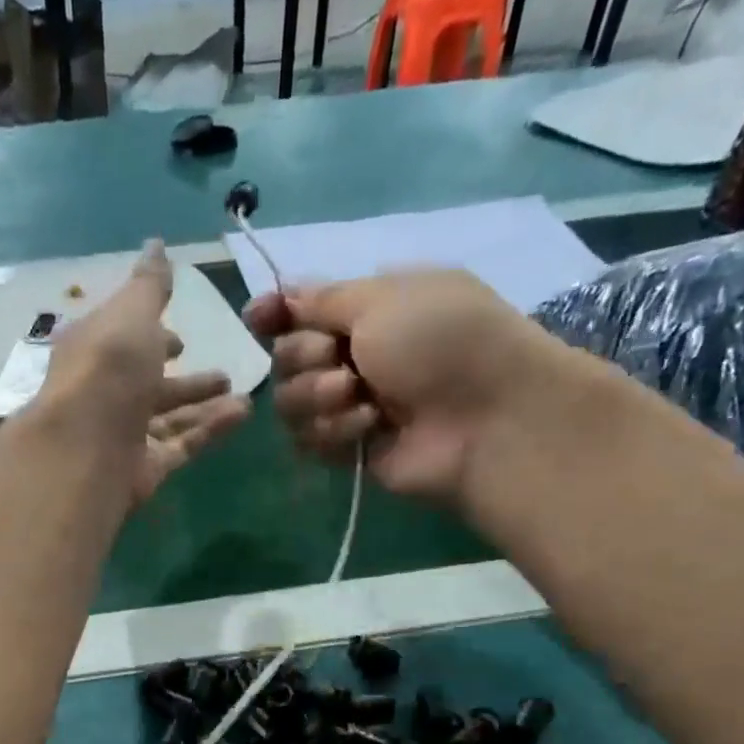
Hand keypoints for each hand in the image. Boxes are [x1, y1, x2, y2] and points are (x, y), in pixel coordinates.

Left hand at [33, 242, 249, 502]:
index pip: (123, 341)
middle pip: (149, 385)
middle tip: (222, 372)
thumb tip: (156, 244)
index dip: (150, 336)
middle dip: (184, 379)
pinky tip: (242, 414)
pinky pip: (182, 445)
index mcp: (94, 351)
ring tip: (243, 395)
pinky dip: (210, 429)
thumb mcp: (132, 313)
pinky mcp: (144, 467)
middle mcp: (106, 394)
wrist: (89, 447)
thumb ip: (150, 286)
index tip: (179, 338)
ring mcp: (124, 435)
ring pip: (170, 418)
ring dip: (204, 404)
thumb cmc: (108, 368)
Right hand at [243, 270, 583, 506]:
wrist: (485, 418)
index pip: (301, 310)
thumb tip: (282, 294)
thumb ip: (322, 299)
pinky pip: (309, 440)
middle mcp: (355, 356)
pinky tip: (370, 428)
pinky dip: (335, 431)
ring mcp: (351, 405)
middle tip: (341, 362)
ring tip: (359, 398)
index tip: (258, 318)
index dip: (274, 315)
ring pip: (290, 403)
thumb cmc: (441, 340)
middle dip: (304, 358)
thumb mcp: (382, 297)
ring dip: (318, 397)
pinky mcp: (350, 449)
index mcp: (368, 310)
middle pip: (286, 358)